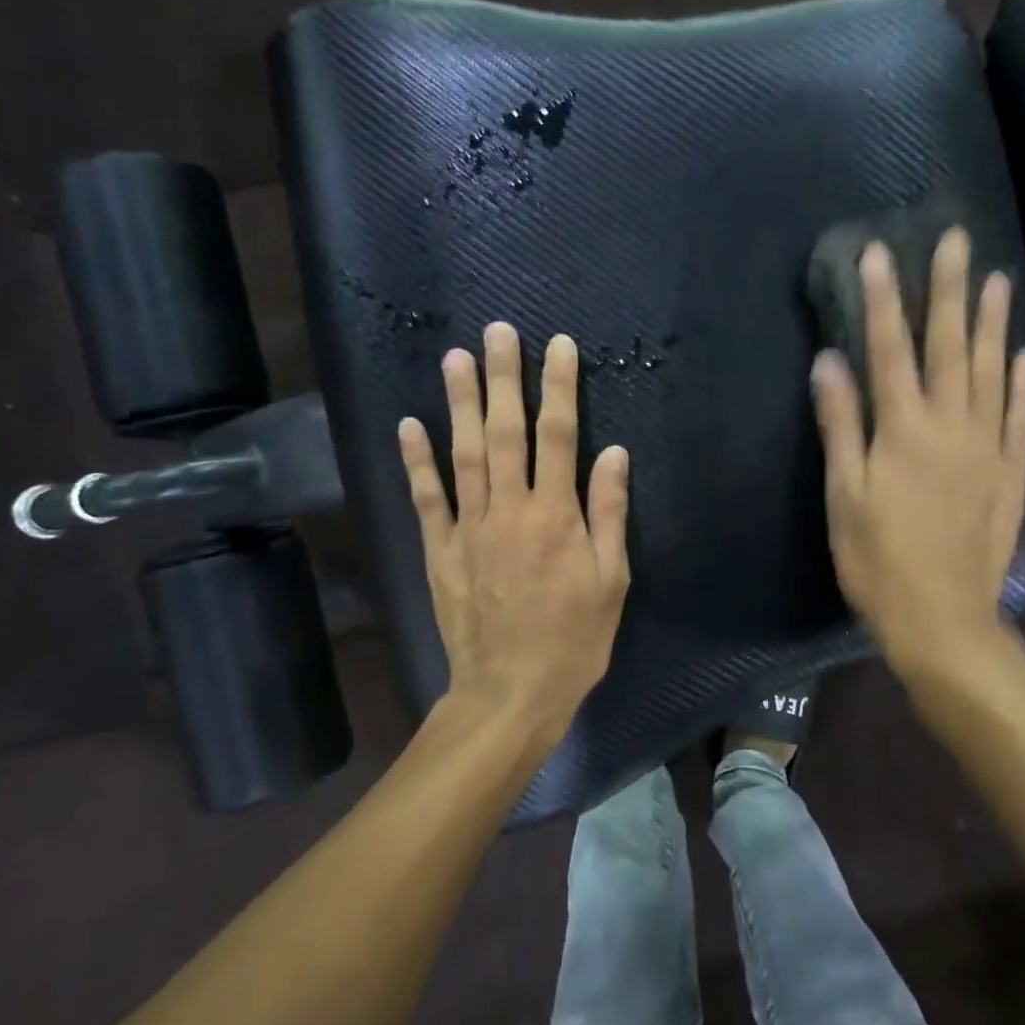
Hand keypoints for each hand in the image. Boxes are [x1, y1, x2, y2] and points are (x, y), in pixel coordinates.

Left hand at [398, 322, 631, 746]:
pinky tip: (411, 423)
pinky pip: (427, 497)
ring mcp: (469, 527)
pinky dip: (418, 460)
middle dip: (504, 378)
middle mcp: (510, 509)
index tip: (558, 346)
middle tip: (498, 331)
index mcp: (556, 515)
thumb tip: (613, 453)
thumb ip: (608, 513)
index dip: (559, 387)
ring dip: (460, 403)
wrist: (510, 693)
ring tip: (456, 357)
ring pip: (464, 453)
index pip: (559, 436)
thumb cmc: (573, 640)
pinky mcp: (440, 549)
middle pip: (506, 431)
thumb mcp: (610, 581)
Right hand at [811, 229, 1024, 694]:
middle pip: (949, 346)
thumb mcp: (845, 495)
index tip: (880, 252)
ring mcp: (989, 448)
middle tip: (957, 239)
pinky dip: (1022, 383)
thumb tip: (830, 361)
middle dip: (948, 290)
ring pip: (992, 372)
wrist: (943, 620)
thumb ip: (841, 425)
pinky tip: (1023, 356)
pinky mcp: (1010, 474)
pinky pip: (1021, 417)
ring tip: (997, 279)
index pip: (890, 350)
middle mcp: (952, 426)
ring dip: (992, 323)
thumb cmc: (878, 560)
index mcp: (904, 431)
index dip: (882, 299)